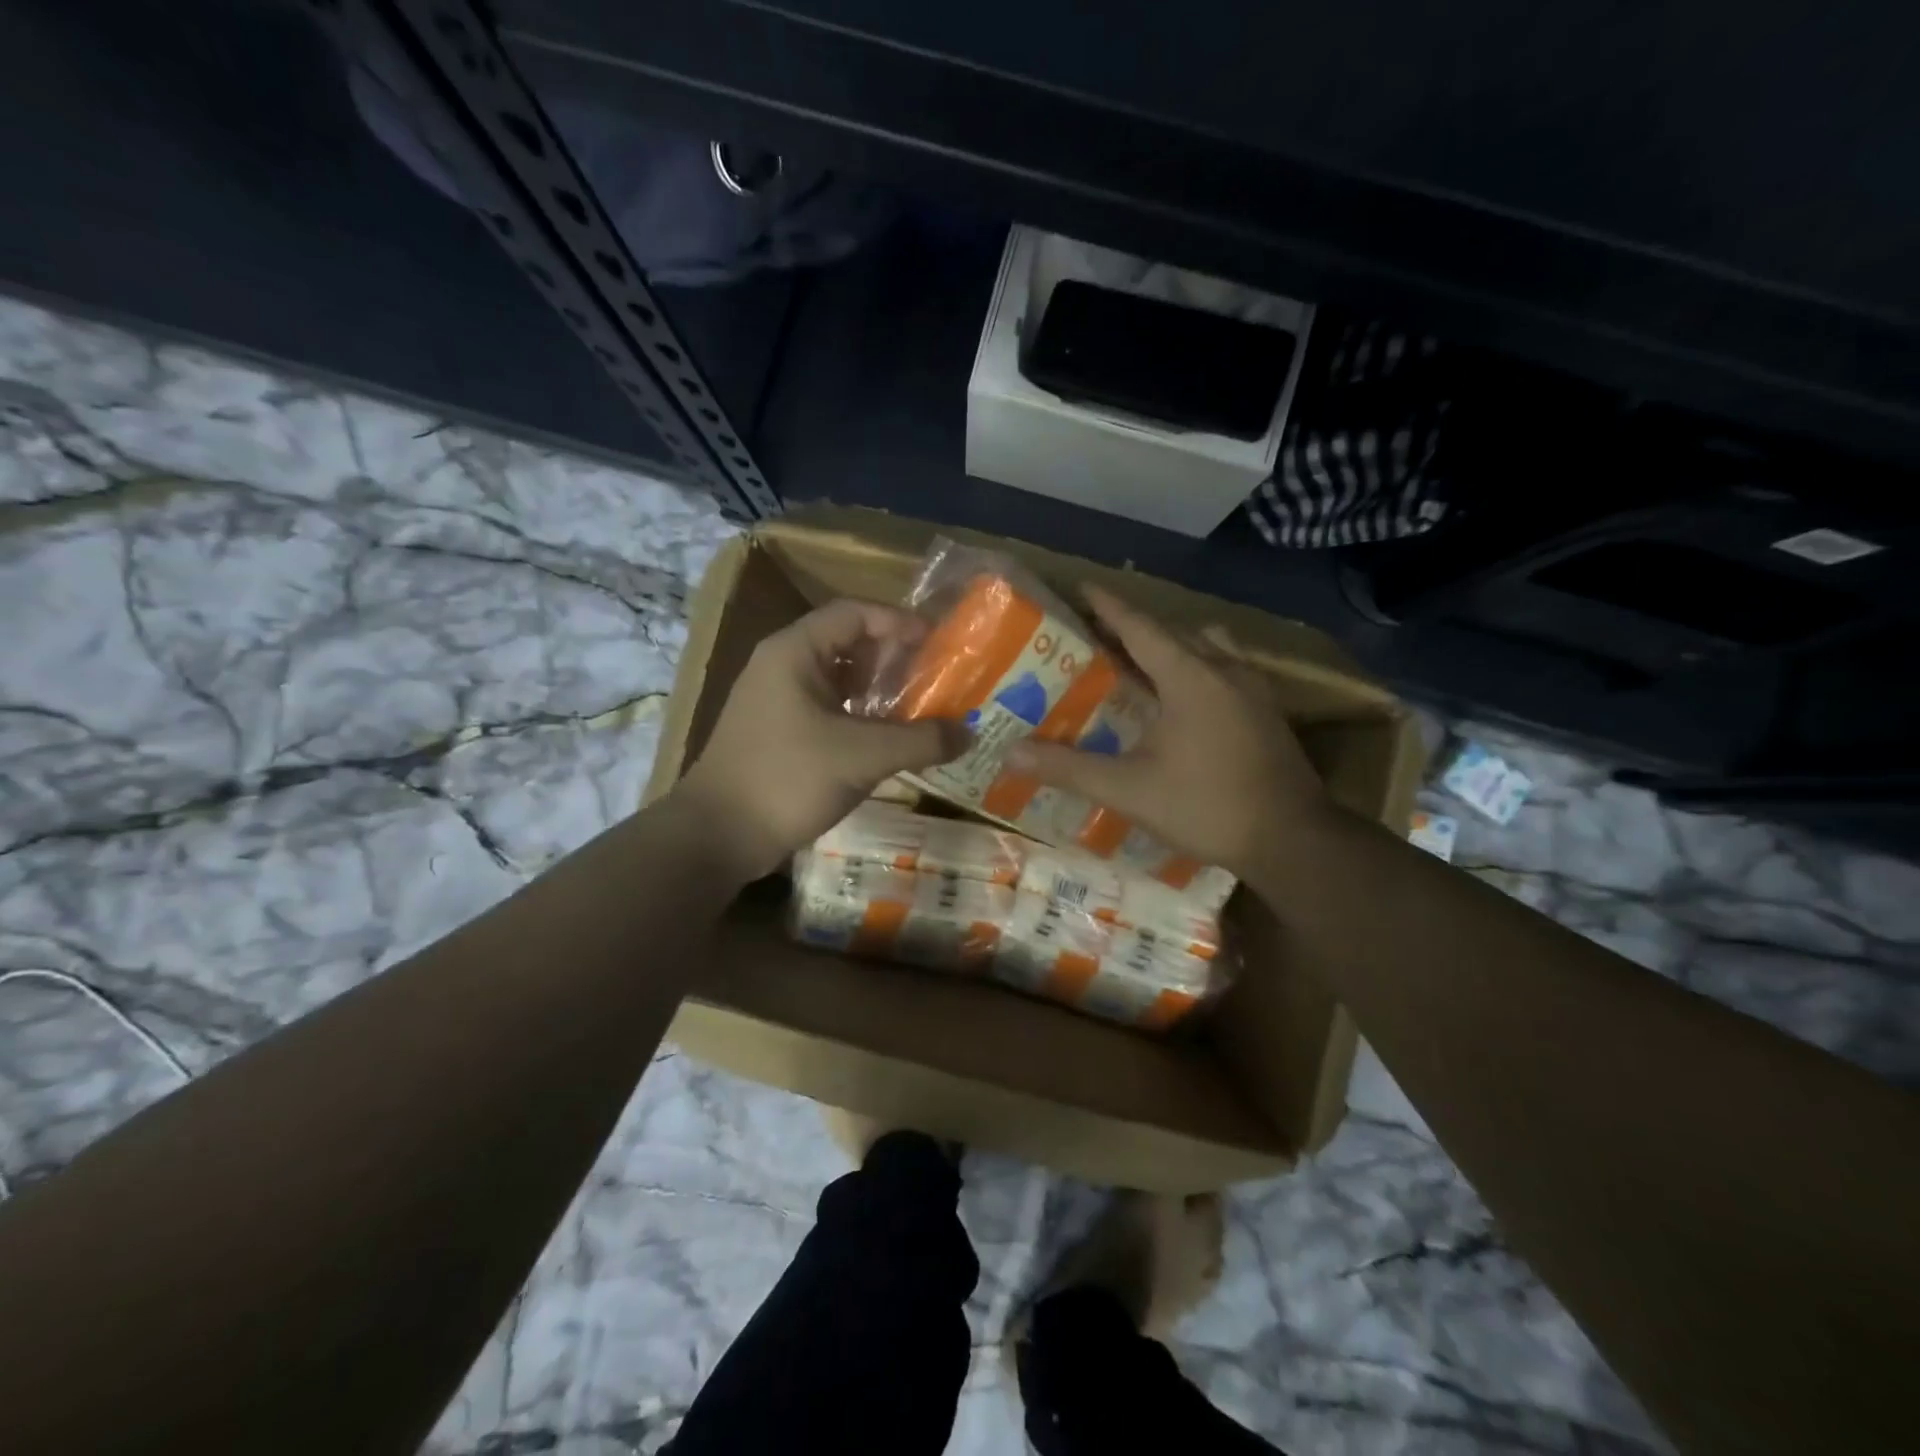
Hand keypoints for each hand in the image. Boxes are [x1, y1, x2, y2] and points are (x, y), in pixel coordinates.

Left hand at [674, 599, 957, 880]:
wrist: (718, 836)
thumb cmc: (787, 778)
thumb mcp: (862, 756)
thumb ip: (920, 740)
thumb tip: (969, 733)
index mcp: (795, 651)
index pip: (855, 613)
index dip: (900, 622)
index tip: (939, 643)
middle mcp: (785, 666)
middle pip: (850, 643)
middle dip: (896, 658)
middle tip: (940, 676)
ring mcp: (780, 700)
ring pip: (841, 680)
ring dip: (882, 690)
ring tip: (925, 707)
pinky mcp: (782, 732)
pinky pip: (832, 710)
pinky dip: (864, 717)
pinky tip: (893, 739)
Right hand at [1003, 586, 1330, 879]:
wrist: (1293, 840)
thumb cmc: (1207, 806)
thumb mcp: (1129, 789)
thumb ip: (1069, 768)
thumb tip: (1011, 753)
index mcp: (1190, 676)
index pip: (1140, 627)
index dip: (1108, 606)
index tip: (1082, 587)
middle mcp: (1224, 669)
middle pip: (1172, 632)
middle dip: (1134, 626)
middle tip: (1096, 631)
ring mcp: (1252, 688)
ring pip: (1205, 646)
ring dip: (1170, 644)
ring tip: (1139, 660)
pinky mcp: (1266, 710)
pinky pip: (1224, 667)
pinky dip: (1195, 666)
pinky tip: (1182, 696)